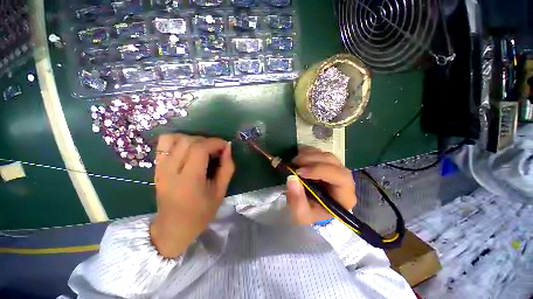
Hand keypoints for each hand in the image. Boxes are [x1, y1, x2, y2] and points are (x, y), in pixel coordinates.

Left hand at [150, 134, 234, 257]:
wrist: (173, 227)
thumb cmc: (201, 212)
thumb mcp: (220, 192)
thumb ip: (226, 168)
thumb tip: (228, 148)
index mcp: (189, 180)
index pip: (200, 149)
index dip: (215, 142)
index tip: (225, 146)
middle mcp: (171, 171)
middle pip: (188, 141)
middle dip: (207, 141)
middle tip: (216, 150)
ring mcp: (160, 168)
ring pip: (174, 138)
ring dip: (192, 139)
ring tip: (202, 148)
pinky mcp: (156, 167)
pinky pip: (164, 143)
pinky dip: (178, 140)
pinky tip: (188, 149)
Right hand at [286, 146, 356, 225]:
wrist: (312, 208)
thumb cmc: (311, 213)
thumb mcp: (301, 214)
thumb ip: (297, 200)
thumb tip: (292, 178)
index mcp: (344, 196)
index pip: (340, 177)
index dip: (319, 171)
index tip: (299, 172)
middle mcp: (344, 179)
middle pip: (333, 162)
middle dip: (312, 160)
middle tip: (294, 163)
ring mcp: (336, 168)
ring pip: (326, 155)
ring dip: (309, 155)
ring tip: (294, 161)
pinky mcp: (327, 162)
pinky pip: (320, 151)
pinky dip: (308, 151)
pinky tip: (299, 155)